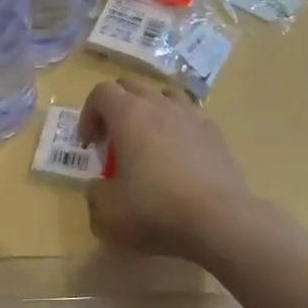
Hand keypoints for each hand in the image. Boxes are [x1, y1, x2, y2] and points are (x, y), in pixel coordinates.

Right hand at [78, 78, 252, 260]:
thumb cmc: (156, 211)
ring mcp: (192, 116)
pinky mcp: (215, 133)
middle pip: (131, 86)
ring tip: (147, 140)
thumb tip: (102, 185)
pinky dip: (177, 126)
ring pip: (164, 94)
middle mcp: (160, 105)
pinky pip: (190, 115)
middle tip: (113, 141)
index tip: (90, 145)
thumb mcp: (107, 213)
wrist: (220, 221)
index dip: (88, 114)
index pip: (101, 92)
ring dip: (148, 110)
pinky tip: (178, 155)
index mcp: (129, 115)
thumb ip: (94, 193)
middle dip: (115, 108)